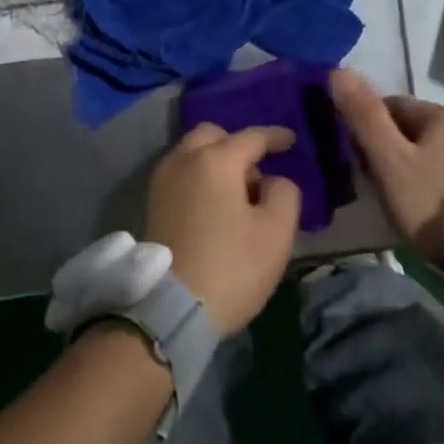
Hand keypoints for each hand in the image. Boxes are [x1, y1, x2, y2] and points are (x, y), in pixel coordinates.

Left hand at [145, 124, 300, 332]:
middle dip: (236, 143)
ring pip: (191, 154)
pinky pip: (180, 174)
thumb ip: (284, 193)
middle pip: (212, 135)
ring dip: (215, 161)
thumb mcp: (276, 232)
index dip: (275, 136)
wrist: (170, 307)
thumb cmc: (230, 266)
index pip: (251, 137)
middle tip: (258, 169)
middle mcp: (183, 160)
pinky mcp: (152, 204)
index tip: (291, 140)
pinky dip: (199, 177)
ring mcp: (162, 181)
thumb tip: (270, 182)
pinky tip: (214, 204)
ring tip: (237, 193)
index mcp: (216, 160)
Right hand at [330, 70, 443, 262]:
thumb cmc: (432, 202)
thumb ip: (364, 116)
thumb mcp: (389, 161)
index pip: (393, 105)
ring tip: (399, 200)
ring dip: (413, 167)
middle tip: (374, 182)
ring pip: (434, 153)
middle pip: (415, 129)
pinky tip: (427, 209)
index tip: (356, 157)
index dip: (367, 127)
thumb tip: (338, 71)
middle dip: (390, 148)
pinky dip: (435, 184)